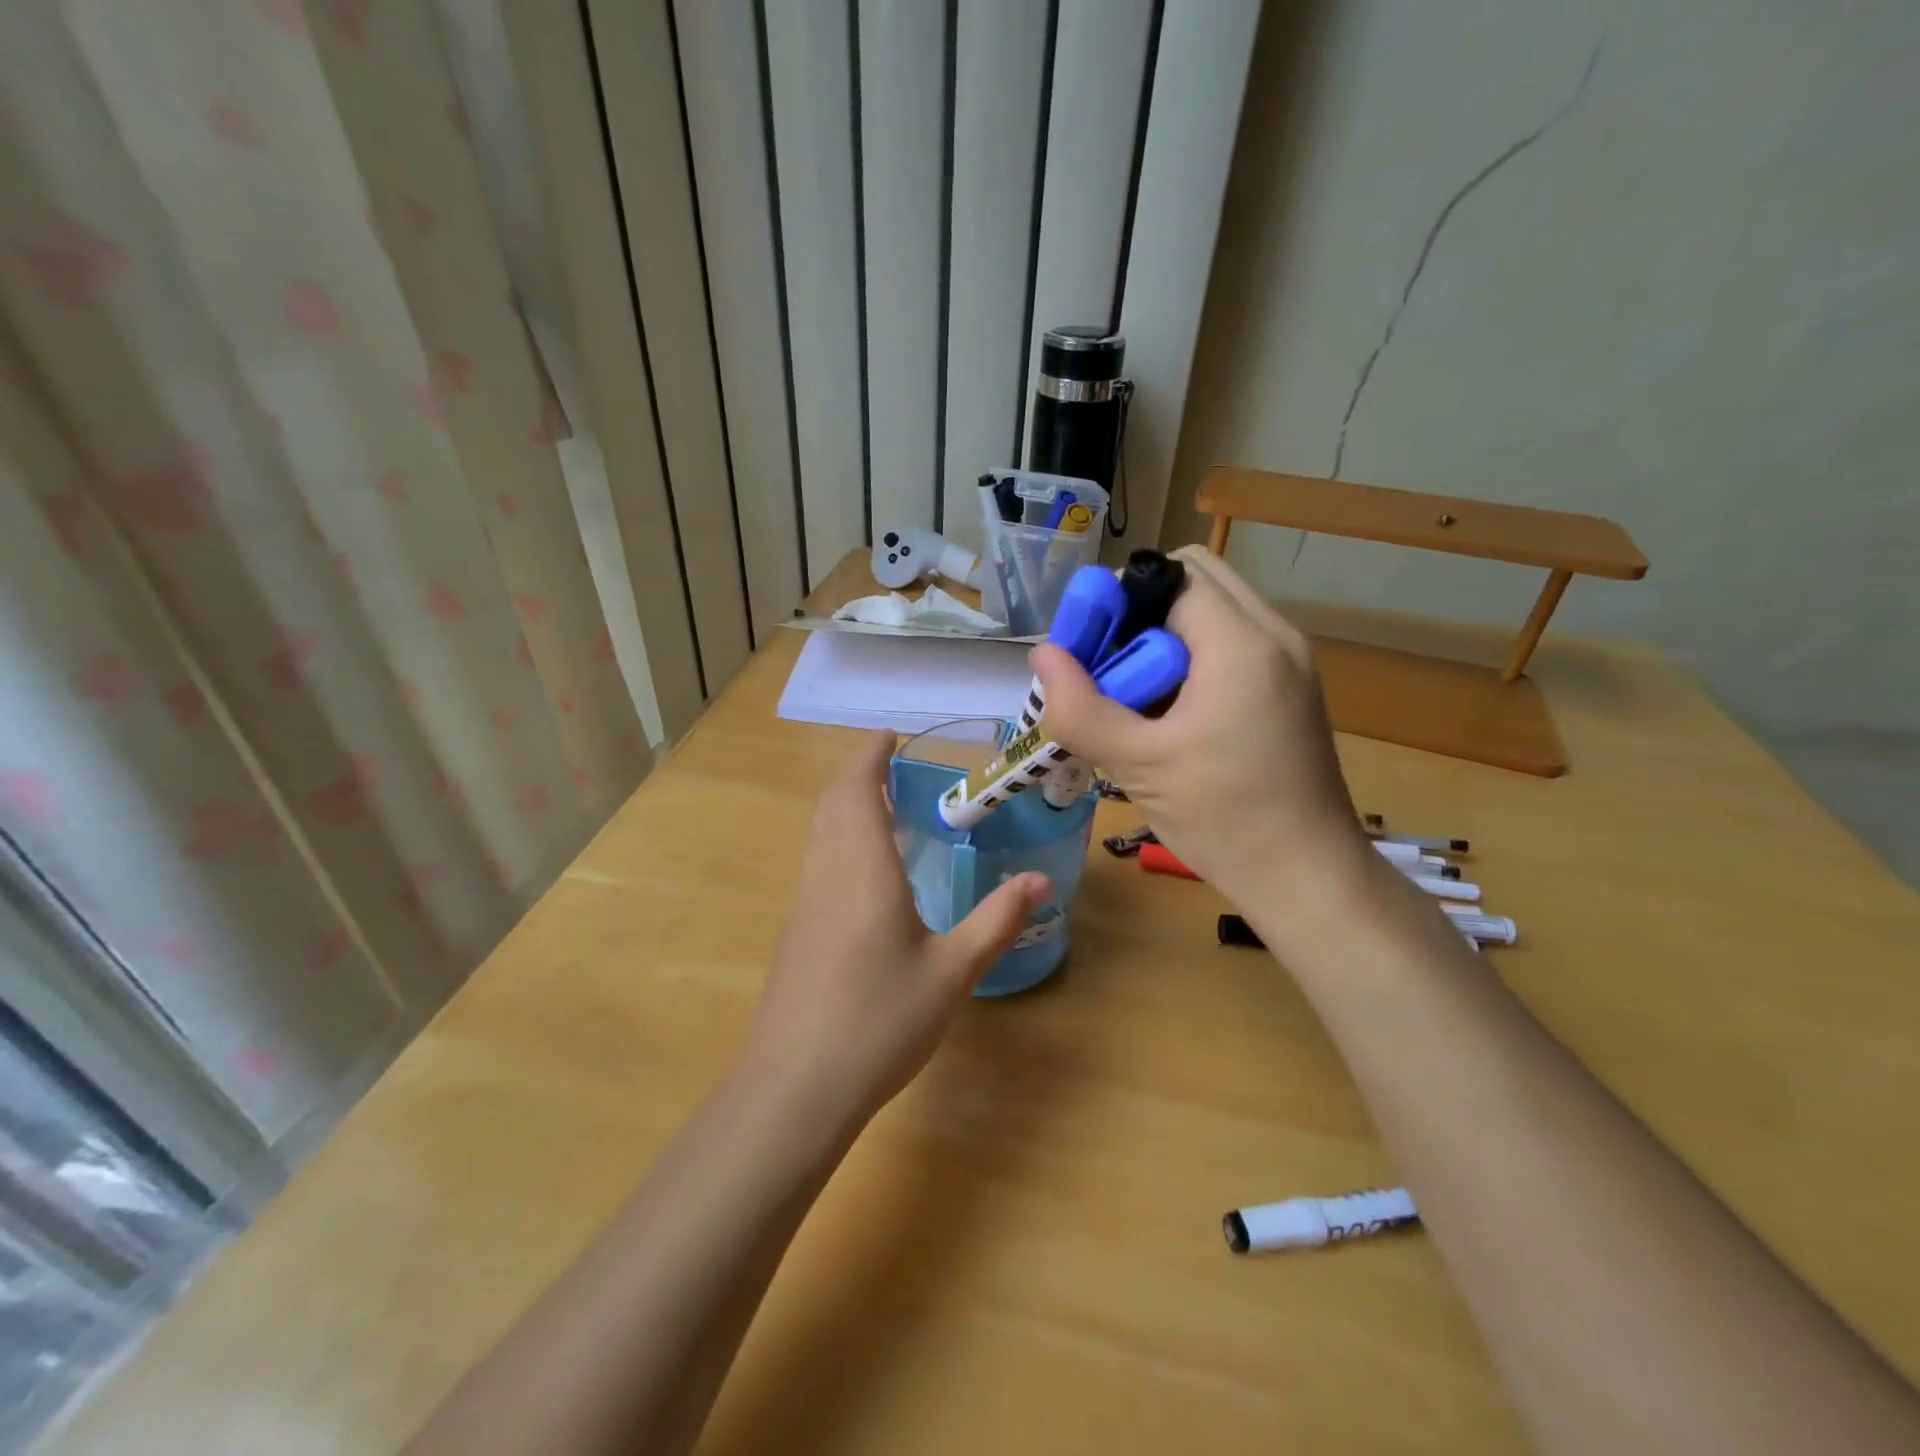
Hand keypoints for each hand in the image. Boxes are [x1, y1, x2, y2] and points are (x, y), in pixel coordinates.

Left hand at [743, 731, 1049, 1129]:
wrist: (794, 1088)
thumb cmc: (878, 1022)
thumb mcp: (951, 973)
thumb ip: (995, 921)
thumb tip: (1040, 881)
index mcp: (862, 868)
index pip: (857, 788)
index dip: (870, 755)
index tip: (890, 735)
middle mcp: (826, 873)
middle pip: (832, 802)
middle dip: (858, 773)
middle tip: (894, 765)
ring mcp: (805, 903)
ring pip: (819, 832)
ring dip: (845, 804)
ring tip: (884, 806)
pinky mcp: (796, 931)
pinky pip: (817, 861)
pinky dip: (838, 838)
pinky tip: (865, 870)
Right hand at [1030, 546, 1374, 915]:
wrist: (1309, 878)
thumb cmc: (1225, 819)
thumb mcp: (1139, 764)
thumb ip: (1080, 707)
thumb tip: (1041, 654)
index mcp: (1242, 644)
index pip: (1170, 575)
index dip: (1119, 601)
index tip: (1089, 651)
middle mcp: (1275, 636)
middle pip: (1194, 580)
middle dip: (1141, 614)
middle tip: (1111, 672)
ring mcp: (1289, 662)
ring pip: (1213, 613)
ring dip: (1164, 640)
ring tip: (1136, 701)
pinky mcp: (1290, 689)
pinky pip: (1232, 645)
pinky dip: (1192, 662)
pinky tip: (1171, 718)